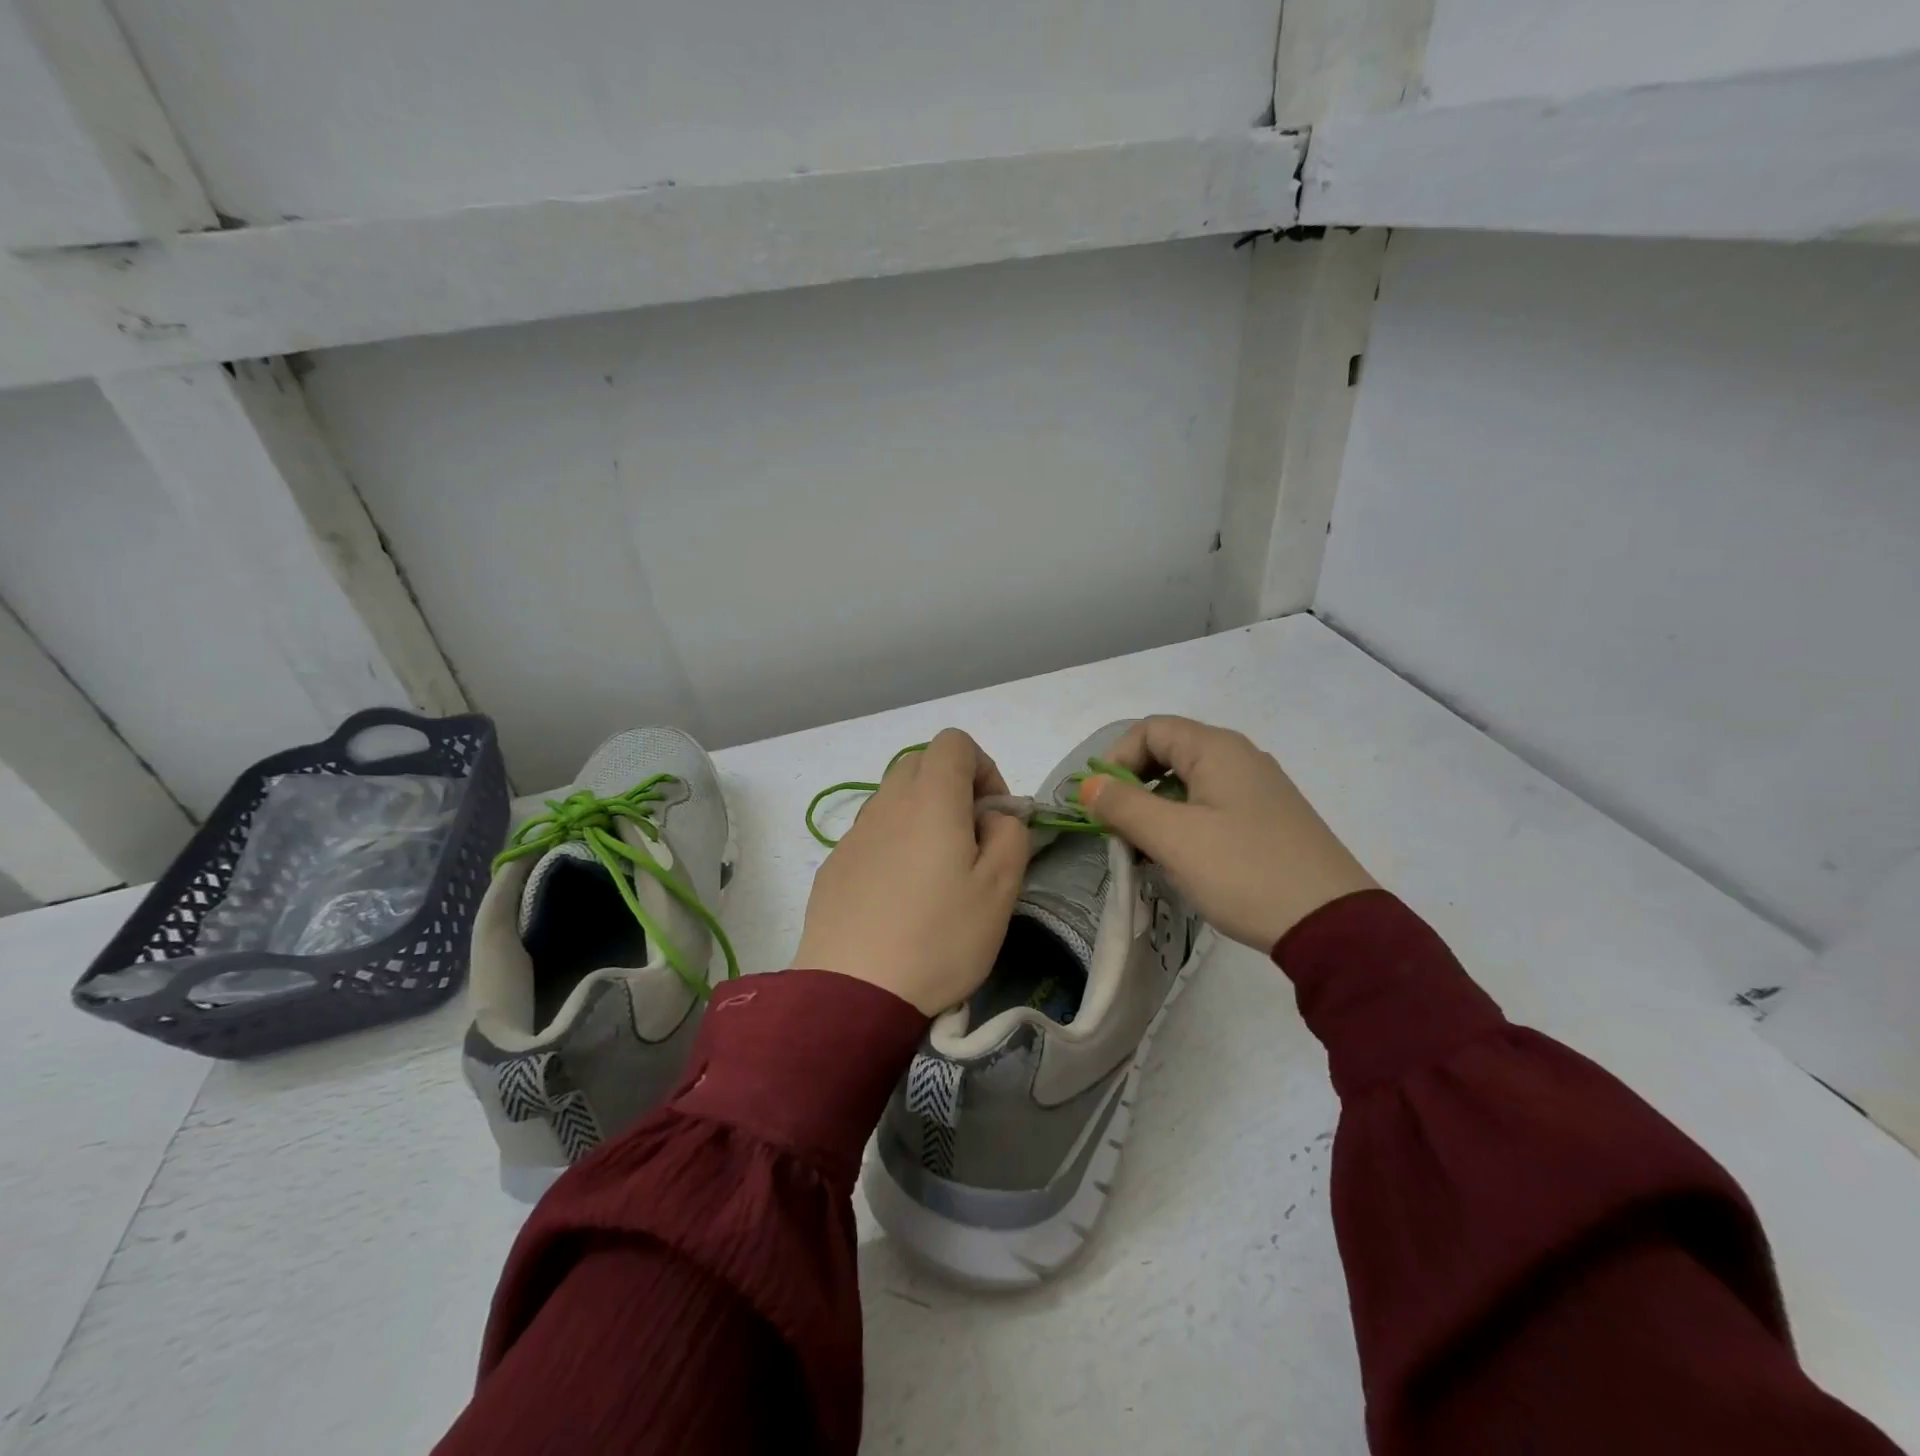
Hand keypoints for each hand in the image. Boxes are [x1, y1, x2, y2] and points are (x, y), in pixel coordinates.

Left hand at [794, 729, 1030, 1014]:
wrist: (853, 993)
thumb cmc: (939, 938)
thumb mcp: (1001, 889)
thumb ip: (1010, 835)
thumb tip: (994, 817)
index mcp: (931, 799)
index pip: (954, 742)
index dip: (983, 767)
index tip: (993, 815)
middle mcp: (887, 803)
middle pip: (920, 763)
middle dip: (953, 787)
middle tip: (970, 840)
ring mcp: (854, 833)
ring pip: (894, 798)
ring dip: (922, 816)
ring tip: (935, 874)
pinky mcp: (834, 864)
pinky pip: (872, 833)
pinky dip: (894, 844)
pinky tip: (900, 897)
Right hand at [1077, 715, 1375, 950]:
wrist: (1332, 925)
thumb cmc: (1244, 871)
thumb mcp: (1173, 838)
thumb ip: (1124, 806)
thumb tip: (1089, 785)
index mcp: (1217, 749)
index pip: (1150, 730)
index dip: (1116, 759)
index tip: (1100, 802)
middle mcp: (1240, 758)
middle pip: (1168, 754)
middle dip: (1133, 789)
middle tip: (1118, 831)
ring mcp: (1258, 790)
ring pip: (1188, 786)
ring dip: (1156, 812)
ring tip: (1146, 854)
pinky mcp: (1267, 821)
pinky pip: (1211, 809)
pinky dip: (1184, 827)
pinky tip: (1182, 863)